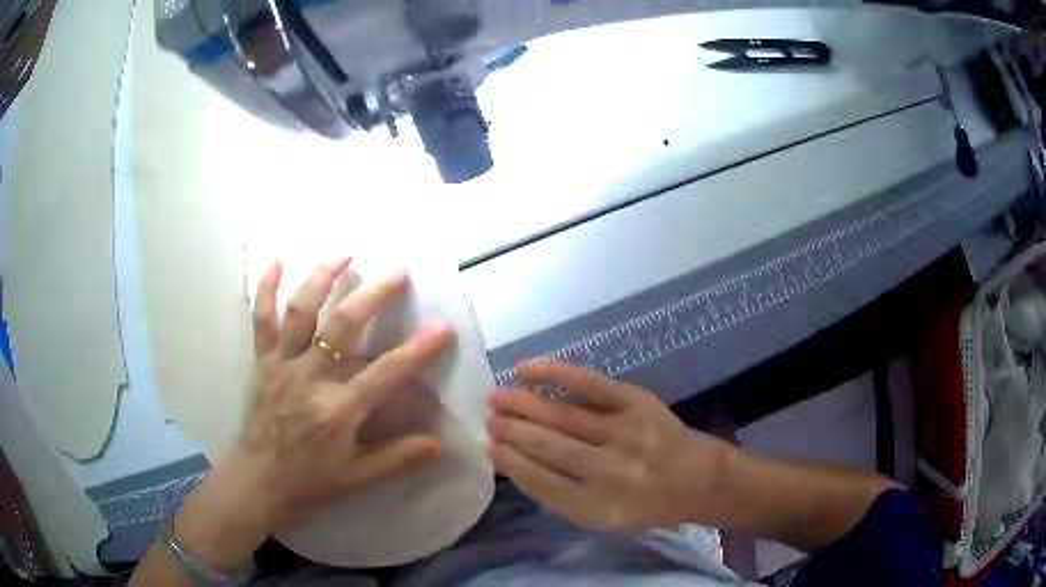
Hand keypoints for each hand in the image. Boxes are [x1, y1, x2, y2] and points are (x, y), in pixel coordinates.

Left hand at [175, 259, 454, 568]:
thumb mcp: (357, 478)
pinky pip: (262, 319)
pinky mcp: (263, 361)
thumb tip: (437, 445)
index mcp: (338, 410)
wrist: (257, 480)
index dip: (418, 350)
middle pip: (343, 326)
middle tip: (398, 272)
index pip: (386, 373)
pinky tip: (276, 261)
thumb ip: (396, 458)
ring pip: (301, 311)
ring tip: (344, 254)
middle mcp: (310, 379)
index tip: (443, 327)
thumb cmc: (309, 482)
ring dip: (322, 278)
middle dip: (374, 295)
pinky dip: (266, 288)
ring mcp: (282, 365)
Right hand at [489, 363, 735, 531]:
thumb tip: (513, 460)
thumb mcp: (602, 517)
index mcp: (598, 508)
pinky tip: (526, 370)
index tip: (490, 447)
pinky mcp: (637, 402)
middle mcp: (610, 472)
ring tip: (497, 398)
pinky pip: (589, 383)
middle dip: (511, 431)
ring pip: (561, 415)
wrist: (698, 477)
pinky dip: (554, 373)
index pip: (540, 481)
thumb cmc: (644, 504)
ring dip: (523, 404)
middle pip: (547, 446)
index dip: (510, 462)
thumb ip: (560, 496)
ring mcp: (625, 433)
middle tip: (489, 420)